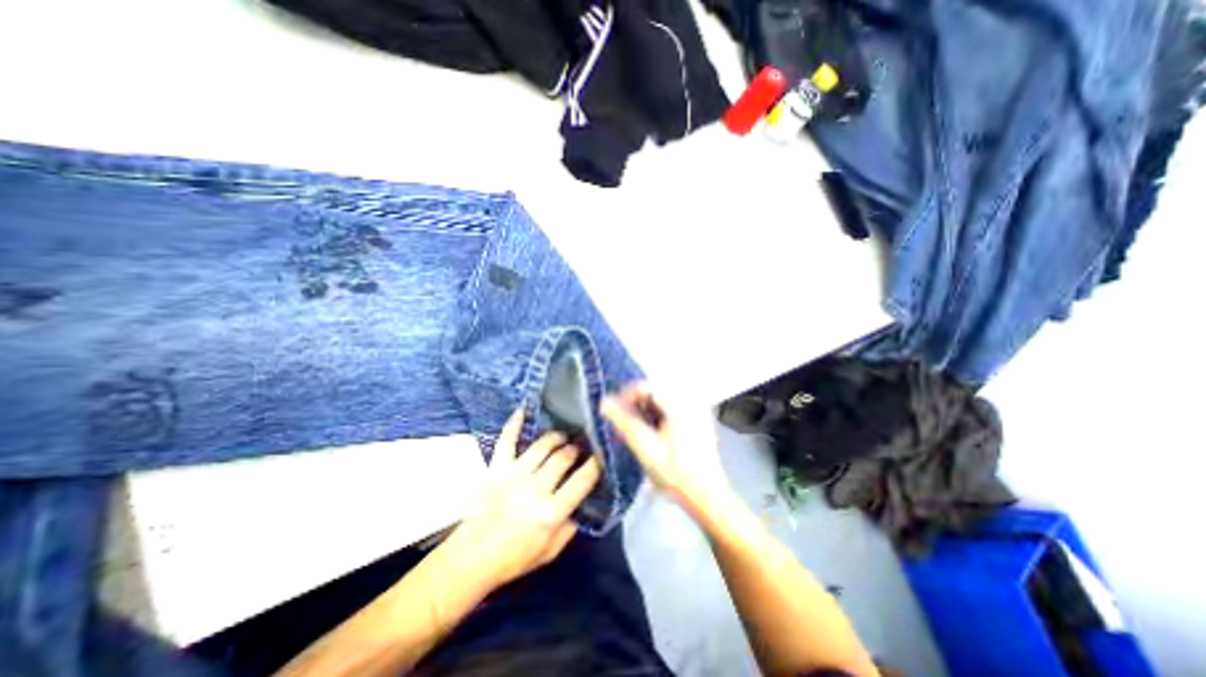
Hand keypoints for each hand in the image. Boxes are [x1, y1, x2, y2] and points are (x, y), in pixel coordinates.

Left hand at [447, 408, 601, 592]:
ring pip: (542, 445)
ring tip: (563, 437)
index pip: (582, 481)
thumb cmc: (513, 558)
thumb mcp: (550, 551)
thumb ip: (570, 527)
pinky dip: (515, 423)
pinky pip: (507, 440)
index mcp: (551, 512)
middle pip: (563, 457)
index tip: (602, 456)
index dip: (595, 466)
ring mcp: (514, 474)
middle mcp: (535, 488)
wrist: (471, 559)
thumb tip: (583, 502)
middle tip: (580, 446)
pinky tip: (524, 409)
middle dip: (575, 449)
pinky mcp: (497, 468)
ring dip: (556, 437)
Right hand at [601, 383, 730, 514]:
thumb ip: (624, 422)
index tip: (614, 413)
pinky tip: (652, 433)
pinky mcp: (698, 421)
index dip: (626, 396)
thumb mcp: (645, 448)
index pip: (646, 386)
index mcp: (679, 404)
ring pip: (662, 400)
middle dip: (635, 404)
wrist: (707, 497)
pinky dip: (657, 416)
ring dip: (645, 410)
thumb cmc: (675, 473)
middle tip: (622, 423)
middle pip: (655, 391)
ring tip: (634, 430)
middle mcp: (690, 401)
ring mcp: (696, 410)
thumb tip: (605, 402)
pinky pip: (672, 408)